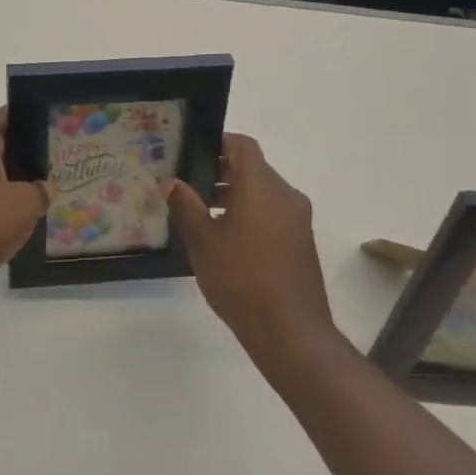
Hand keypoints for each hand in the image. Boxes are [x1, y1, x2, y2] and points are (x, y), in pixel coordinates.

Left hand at [0, 107, 46, 297]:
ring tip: (48, 186)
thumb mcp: (24, 204)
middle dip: (29, 150)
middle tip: (61, 157)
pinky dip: (4, 200)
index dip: (30, 115)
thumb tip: (45, 187)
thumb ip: (41, 190)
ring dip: (17, 178)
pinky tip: (24, 214)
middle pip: (2, 144)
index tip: (55, 121)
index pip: (6, 116)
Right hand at [168, 133, 334, 359]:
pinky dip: (250, 213)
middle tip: (189, 184)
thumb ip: (186, 206)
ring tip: (203, 214)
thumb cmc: (241, 279)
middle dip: (221, 171)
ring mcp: (298, 219)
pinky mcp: (302, 241)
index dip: (218, 142)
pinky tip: (226, 239)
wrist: (291, 332)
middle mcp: (285, 195)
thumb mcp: (203, 241)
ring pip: (263, 192)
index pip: (242, 145)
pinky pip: (273, 212)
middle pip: (253, 168)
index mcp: (261, 187)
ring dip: (235, 194)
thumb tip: (173, 182)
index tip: (192, 152)